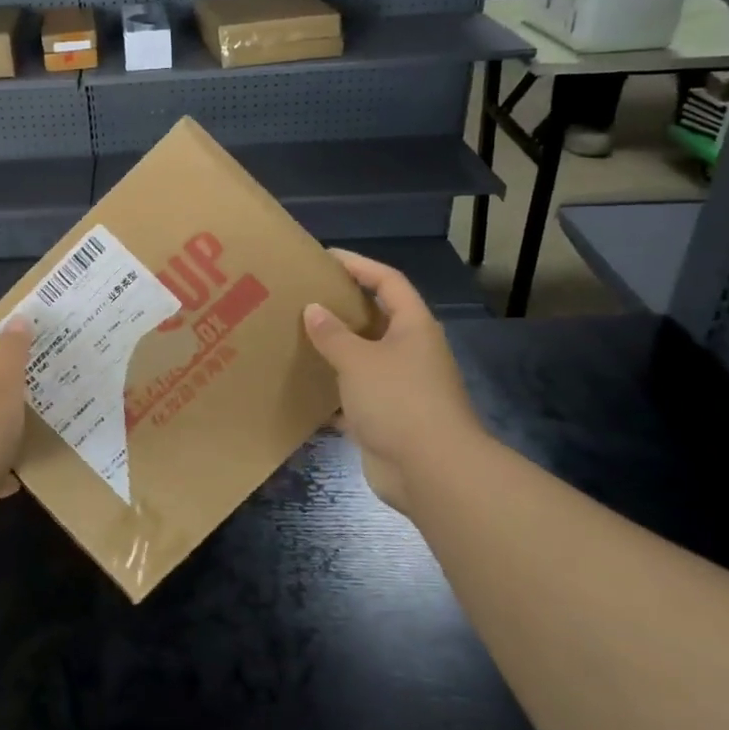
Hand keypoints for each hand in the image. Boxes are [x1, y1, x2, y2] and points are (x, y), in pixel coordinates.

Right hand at [302, 250, 485, 513]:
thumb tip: (313, 309)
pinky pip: (355, 397)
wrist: (432, 472)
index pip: (388, 282)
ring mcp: (401, 388)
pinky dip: (332, 394)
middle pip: (375, 320)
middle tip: (302, 299)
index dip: (360, 265)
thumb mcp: (359, 360)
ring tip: (296, 339)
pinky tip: (302, 390)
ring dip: (334, 352)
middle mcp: (410, 352)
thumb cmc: (399, 401)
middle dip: (342, 309)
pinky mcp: (388, 419)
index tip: (325, 257)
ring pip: (363, 360)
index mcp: (413, 327)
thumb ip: (333, 334)